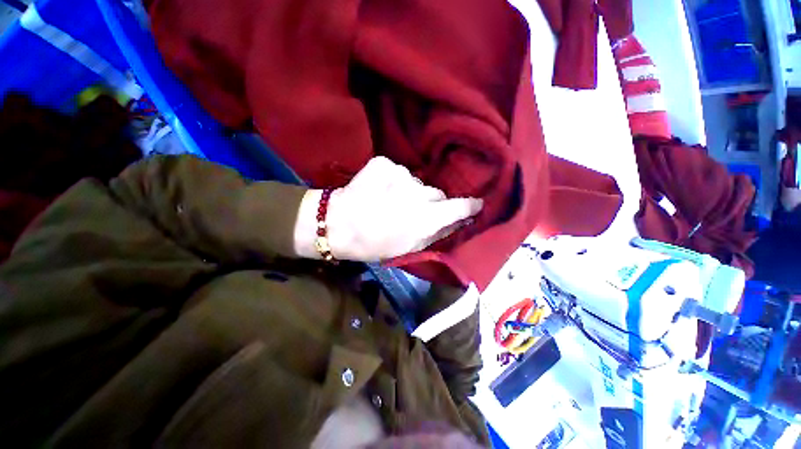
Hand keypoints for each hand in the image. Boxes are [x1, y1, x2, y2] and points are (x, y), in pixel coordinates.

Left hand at [294, 157, 482, 261]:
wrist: (339, 225)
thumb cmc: (375, 244)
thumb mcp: (410, 247)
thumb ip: (438, 233)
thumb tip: (459, 221)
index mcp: (425, 218)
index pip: (459, 206)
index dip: (469, 206)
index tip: (475, 205)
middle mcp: (417, 193)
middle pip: (436, 193)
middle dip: (430, 203)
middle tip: (412, 212)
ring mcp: (400, 174)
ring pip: (416, 183)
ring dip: (410, 192)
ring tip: (390, 202)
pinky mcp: (384, 163)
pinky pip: (398, 172)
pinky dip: (393, 181)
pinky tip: (379, 190)